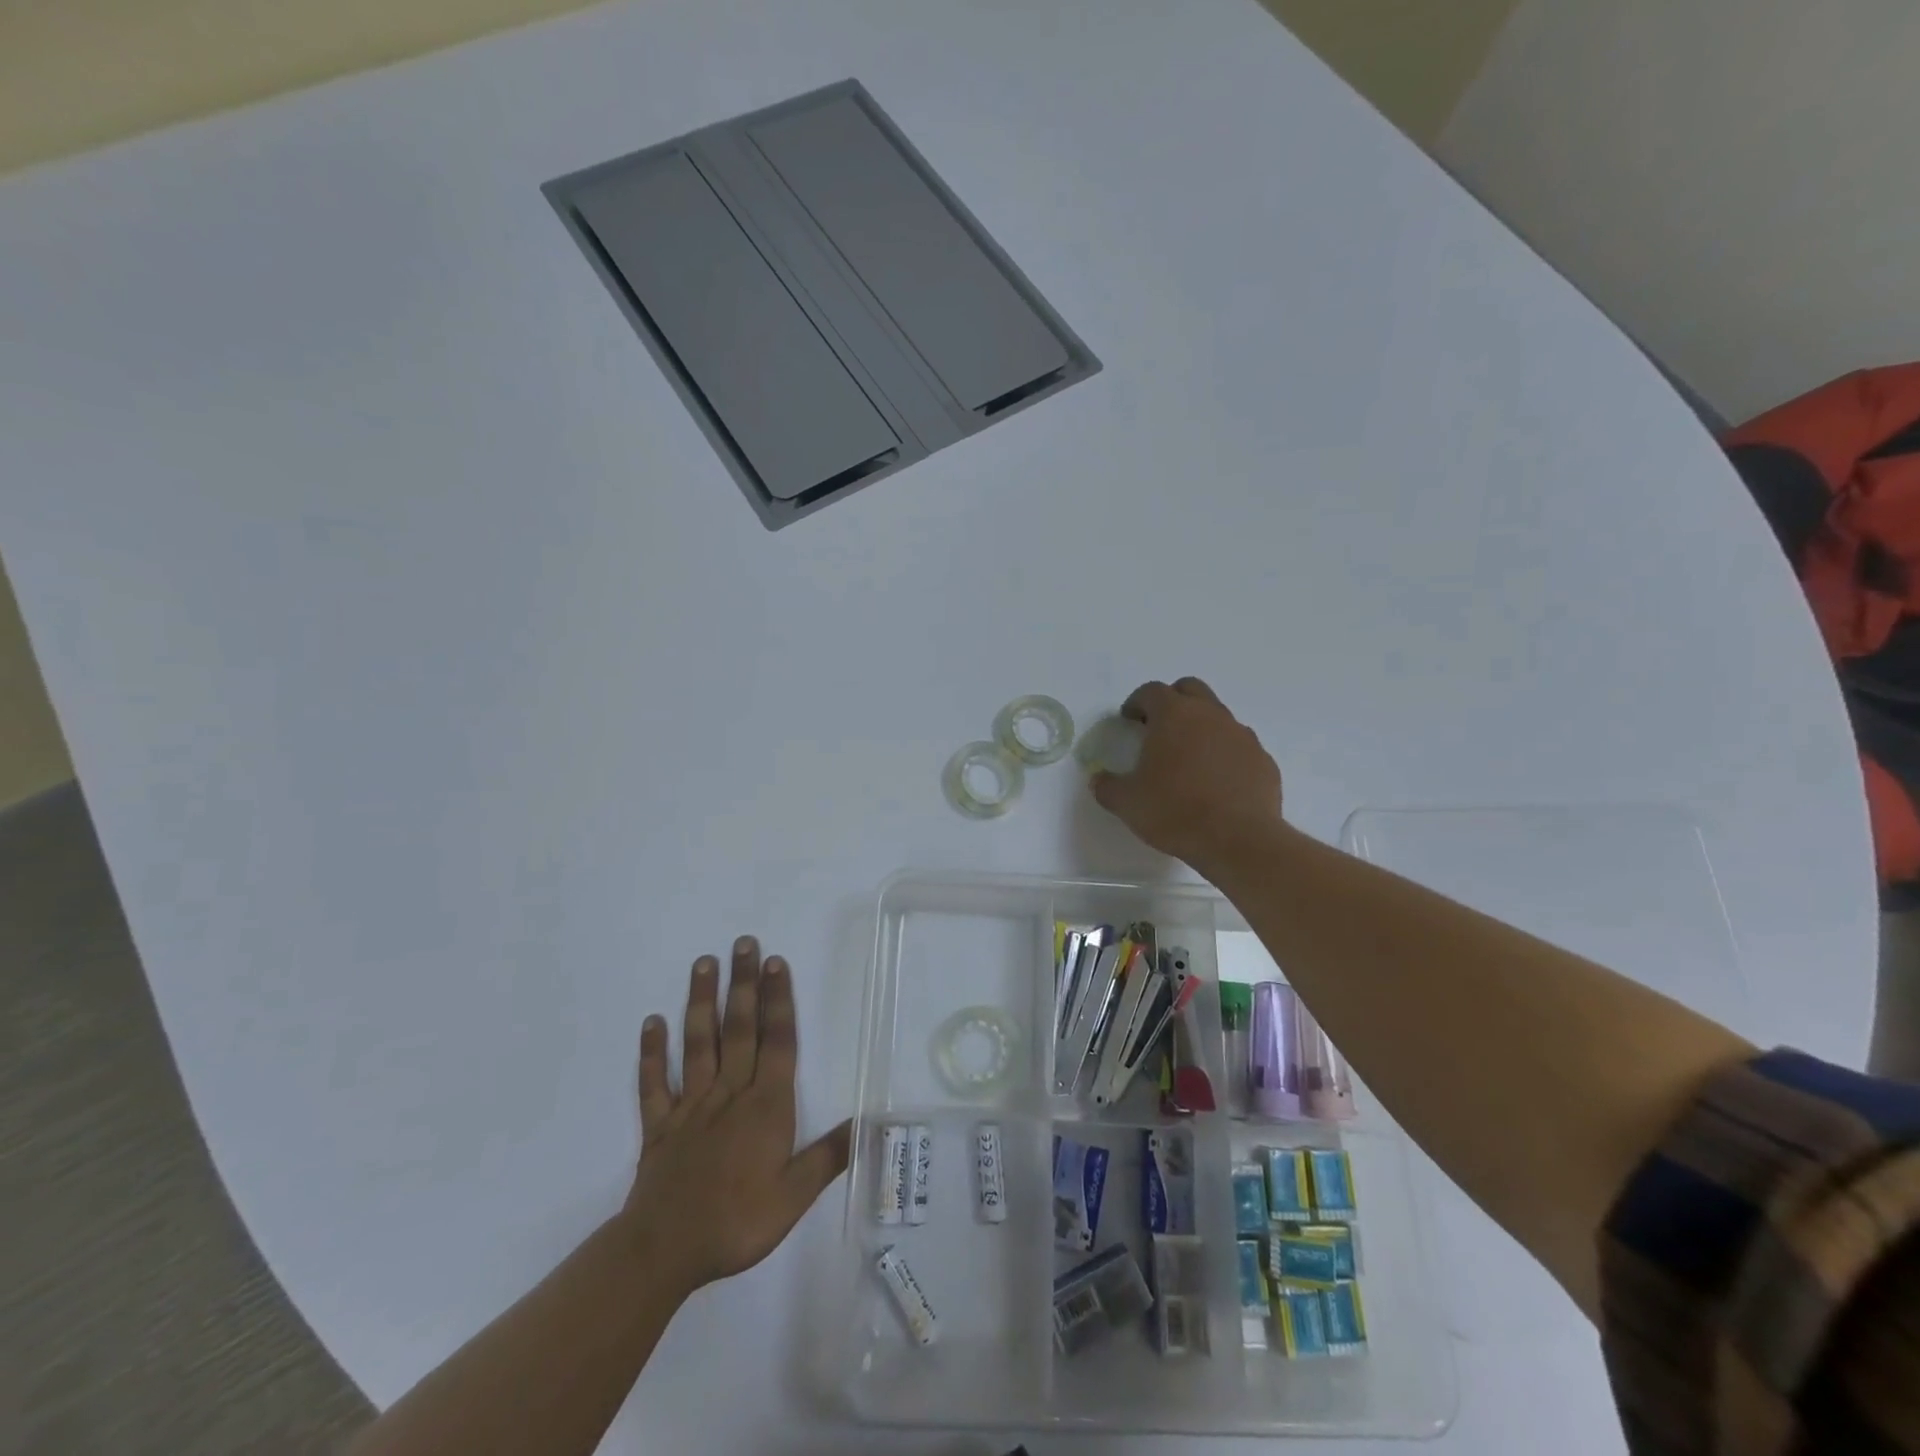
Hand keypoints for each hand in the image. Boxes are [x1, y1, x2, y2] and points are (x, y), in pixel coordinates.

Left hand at [619, 937, 850, 1295]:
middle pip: (739, 1029)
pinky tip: (651, 1022)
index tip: (776, 963)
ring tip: (703, 963)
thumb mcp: (794, 1196)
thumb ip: (828, 1156)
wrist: (665, 1251)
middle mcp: (729, 1093)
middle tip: (744, 943)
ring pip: (698, 1044)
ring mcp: (691, 1106)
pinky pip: (654, 1083)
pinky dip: (651, 1053)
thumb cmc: (737, 1222)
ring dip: (700, 1002)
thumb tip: (867, 1123)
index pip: (777, 1041)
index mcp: (765, 1106)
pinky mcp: (659, 1126)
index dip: (778, 1000)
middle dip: (743, 983)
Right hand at [1091, 677, 1283, 870]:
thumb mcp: (1127, 802)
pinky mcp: (1263, 760)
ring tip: (1188, 759)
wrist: (1238, 840)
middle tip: (1158, 727)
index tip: (1129, 720)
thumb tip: (1098, 779)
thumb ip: (1107, 786)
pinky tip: (1216, 782)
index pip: (1152, 691)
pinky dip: (1225, 754)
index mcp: (1174, 715)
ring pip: (1218, 716)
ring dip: (1201, 727)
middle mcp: (1210, 715)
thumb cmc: (1175, 811)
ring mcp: (1242, 736)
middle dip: (1172, 701)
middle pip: (1190, 689)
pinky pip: (1239, 747)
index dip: (1136, 702)